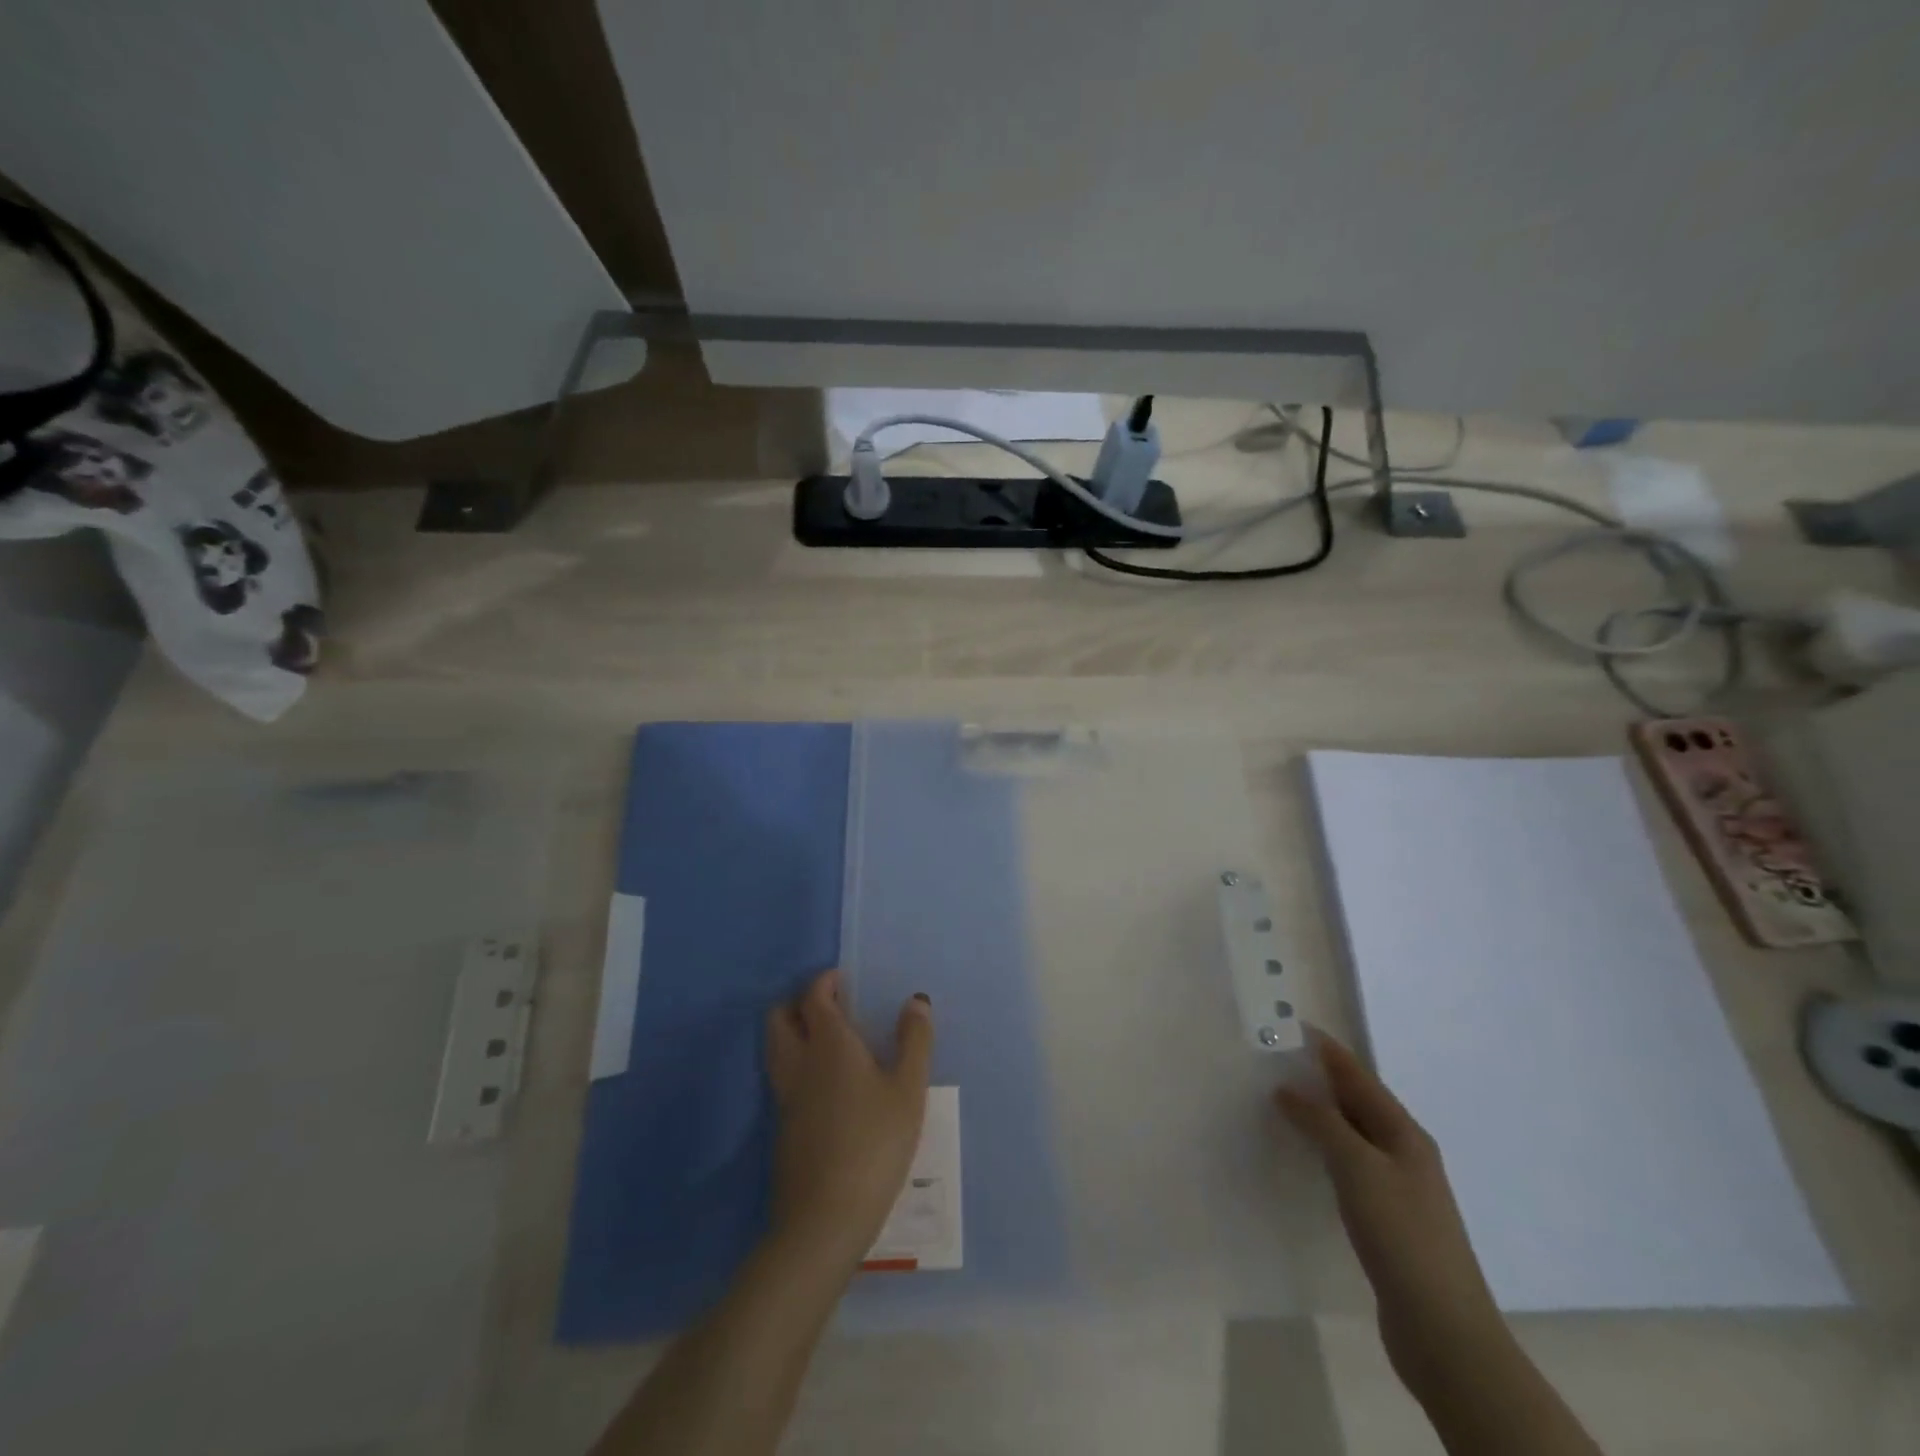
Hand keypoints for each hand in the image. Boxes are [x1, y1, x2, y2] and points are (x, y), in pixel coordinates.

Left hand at [764, 970, 933, 1271]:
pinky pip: (782, 1078)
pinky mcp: (782, 1128)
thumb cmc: (874, 1143)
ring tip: (829, 1042)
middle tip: (832, 1007)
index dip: (825, 982)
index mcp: (828, 1043)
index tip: (843, 981)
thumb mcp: (908, 1090)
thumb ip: (914, 1040)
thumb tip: (916, 1000)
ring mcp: (785, 1097)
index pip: (813, 996)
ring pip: (775, 1048)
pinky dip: (796, 1065)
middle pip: (780, 1017)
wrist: (824, 1218)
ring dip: (793, 1033)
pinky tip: (826, 1085)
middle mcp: (798, 1063)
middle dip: (800, 1003)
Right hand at [1277, 1031, 1508, 1392]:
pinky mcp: (1387, 1220)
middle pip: (1357, 1103)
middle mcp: (1405, 1153)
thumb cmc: (1401, 1235)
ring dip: (1320, 1116)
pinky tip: (1304, 1158)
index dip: (1327, 1051)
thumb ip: (1322, 1123)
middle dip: (1320, 1080)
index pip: (1359, 1077)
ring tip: (1280, 1102)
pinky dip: (1324, 1151)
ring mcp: (1398, 1189)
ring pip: (1352, 1136)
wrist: (1443, 1330)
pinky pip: (1349, 1167)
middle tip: (1275, 1062)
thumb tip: (1288, 1089)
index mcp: (1404, 1134)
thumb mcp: (1357, 1168)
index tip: (1293, 1027)